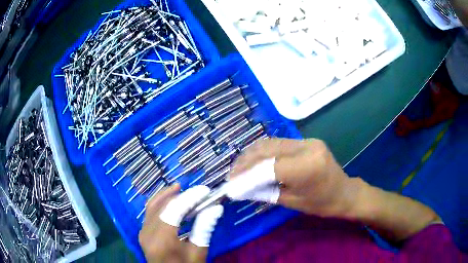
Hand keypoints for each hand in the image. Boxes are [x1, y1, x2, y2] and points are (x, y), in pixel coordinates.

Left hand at [139, 185, 223, 262]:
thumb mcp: (198, 252)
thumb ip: (204, 228)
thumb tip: (216, 207)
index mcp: (161, 240)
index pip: (174, 210)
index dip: (190, 197)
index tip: (205, 190)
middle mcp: (147, 233)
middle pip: (161, 205)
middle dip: (179, 195)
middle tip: (197, 191)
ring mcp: (143, 232)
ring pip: (152, 206)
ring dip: (167, 196)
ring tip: (181, 189)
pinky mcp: (143, 233)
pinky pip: (149, 212)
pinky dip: (160, 203)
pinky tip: (170, 201)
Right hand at [230, 138, 358, 217]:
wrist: (343, 192)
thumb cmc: (321, 203)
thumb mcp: (291, 202)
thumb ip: (265, 191)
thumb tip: (241, 188)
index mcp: (307, 167)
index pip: (268, 167)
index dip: (247, 174)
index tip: (231, 183)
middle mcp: (307, 147)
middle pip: (267, 149)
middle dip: (246, 161)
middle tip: (232, 173)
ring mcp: (307, 141)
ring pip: (271, 142)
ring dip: (252, 154)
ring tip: (239, 166)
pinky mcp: (307, 140)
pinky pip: (279, 143)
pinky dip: (264, 152)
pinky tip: (254, 160)